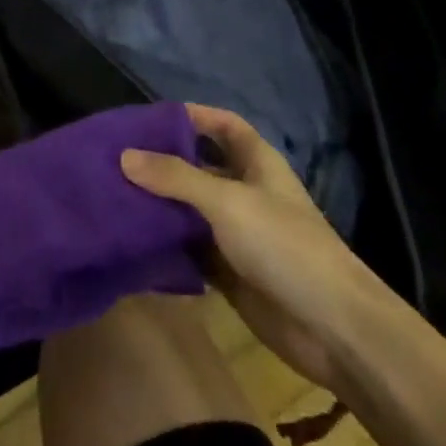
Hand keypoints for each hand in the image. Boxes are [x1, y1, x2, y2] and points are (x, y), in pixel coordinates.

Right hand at [122, 104, 368, 390]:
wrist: (332, 329)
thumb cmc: (284, 245)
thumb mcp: (227, 202)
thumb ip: (175, 178)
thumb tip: (124, 156)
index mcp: (256, 163)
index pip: (223, 125)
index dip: (193, 116)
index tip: (150, 118)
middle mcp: (246, 192)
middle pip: (200, 167)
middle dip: (164, 162)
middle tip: (117, 158)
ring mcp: (238, 234)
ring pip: (191, 210)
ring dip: (160, 205)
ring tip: (113, 196)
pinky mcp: (230, 271)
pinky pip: (191, 249)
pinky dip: (167, 245)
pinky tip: (132, 240)